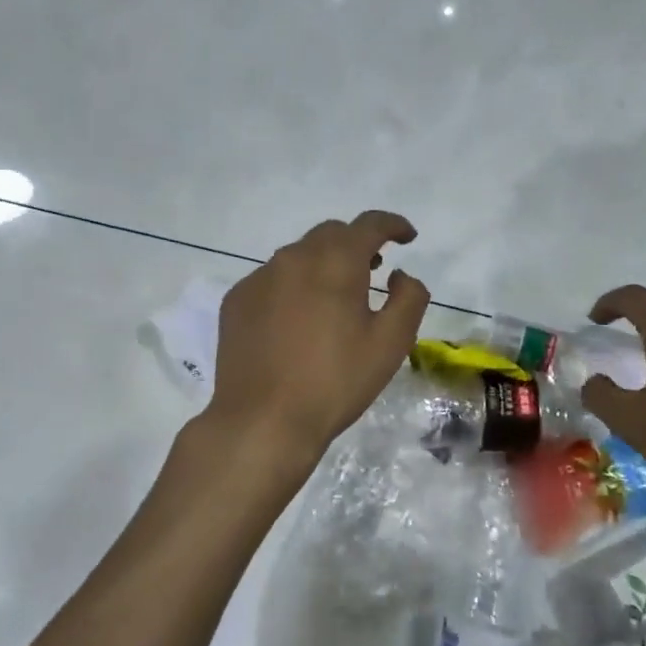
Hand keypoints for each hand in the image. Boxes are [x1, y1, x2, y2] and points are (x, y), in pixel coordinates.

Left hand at [200, 211, 430, 486]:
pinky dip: (292, 286)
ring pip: (298, 255)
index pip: (369, 224)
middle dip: (356, 245)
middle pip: (331, 234)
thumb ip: (408, 298)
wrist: (263, 421)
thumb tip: (400, 275)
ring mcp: (259, 277)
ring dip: (323, 265)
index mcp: (335, 262)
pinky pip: (272, 279)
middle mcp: (293, 257)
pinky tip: (296, 321)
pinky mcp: (237, 300)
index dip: (393, 225)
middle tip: (373, 270)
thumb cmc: (335, 382)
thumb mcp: (390, 344)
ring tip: (335, 297)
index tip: (406, 237)